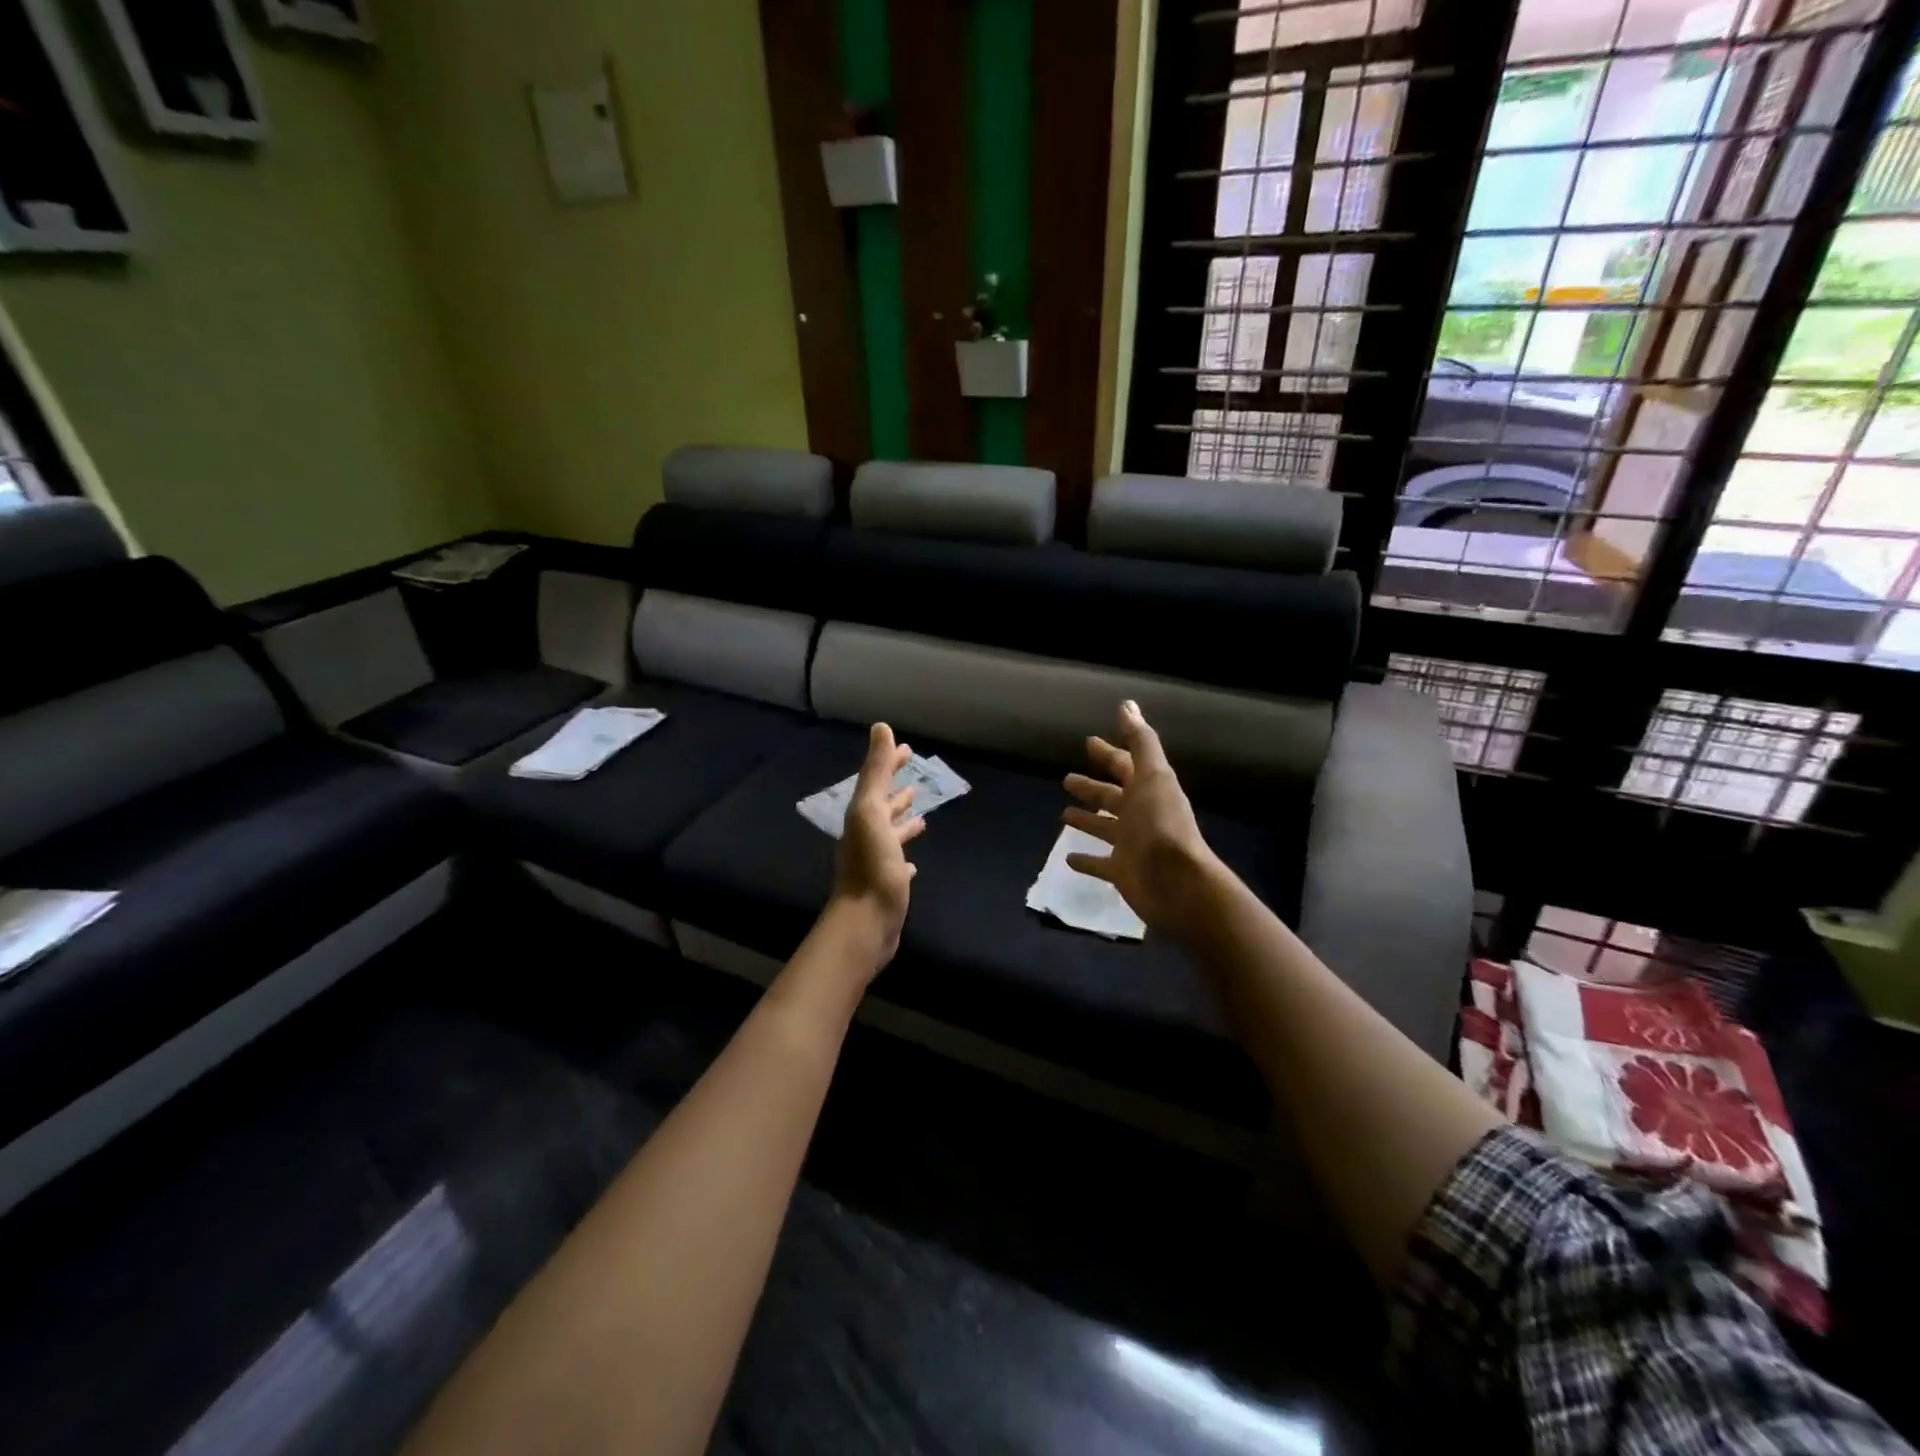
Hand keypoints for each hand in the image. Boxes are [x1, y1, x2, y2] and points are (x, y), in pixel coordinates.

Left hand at [829, 722, 925, 968]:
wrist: (866, 921)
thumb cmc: (871, 864)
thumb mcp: (871, 812)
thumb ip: (876, 772)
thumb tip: (881, 727)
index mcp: (863, 815)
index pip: (877, 781)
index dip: (890, 764)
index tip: (907, 749)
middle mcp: (867, 835)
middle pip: (883, 807)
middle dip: (897, 791)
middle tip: (916, 778)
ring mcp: (877, 861)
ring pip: (891, 835)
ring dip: (903, 822)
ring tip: (922, 816)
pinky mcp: (888, 884)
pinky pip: (898, 864)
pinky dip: (906, 856)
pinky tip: (916, 862)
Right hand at [1062, 701, 1223, 940]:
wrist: (1177, 881)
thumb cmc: (1161, 823)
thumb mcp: (1153, 775)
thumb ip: (1140, 741)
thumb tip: (1127, 704)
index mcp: (1147, 789)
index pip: (1124, 765)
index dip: (1108, 753)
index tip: (1088, 742)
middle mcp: (1139, 814)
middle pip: (1111, 796)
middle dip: (1091, 787)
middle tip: (1066, 779)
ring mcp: (1130, 844)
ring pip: (1103, 827)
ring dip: (1086, 820)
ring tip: (1063, 814)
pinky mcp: (1121, 872)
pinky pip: (1099, 864)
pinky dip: (1085, 860)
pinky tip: (1067, 858)